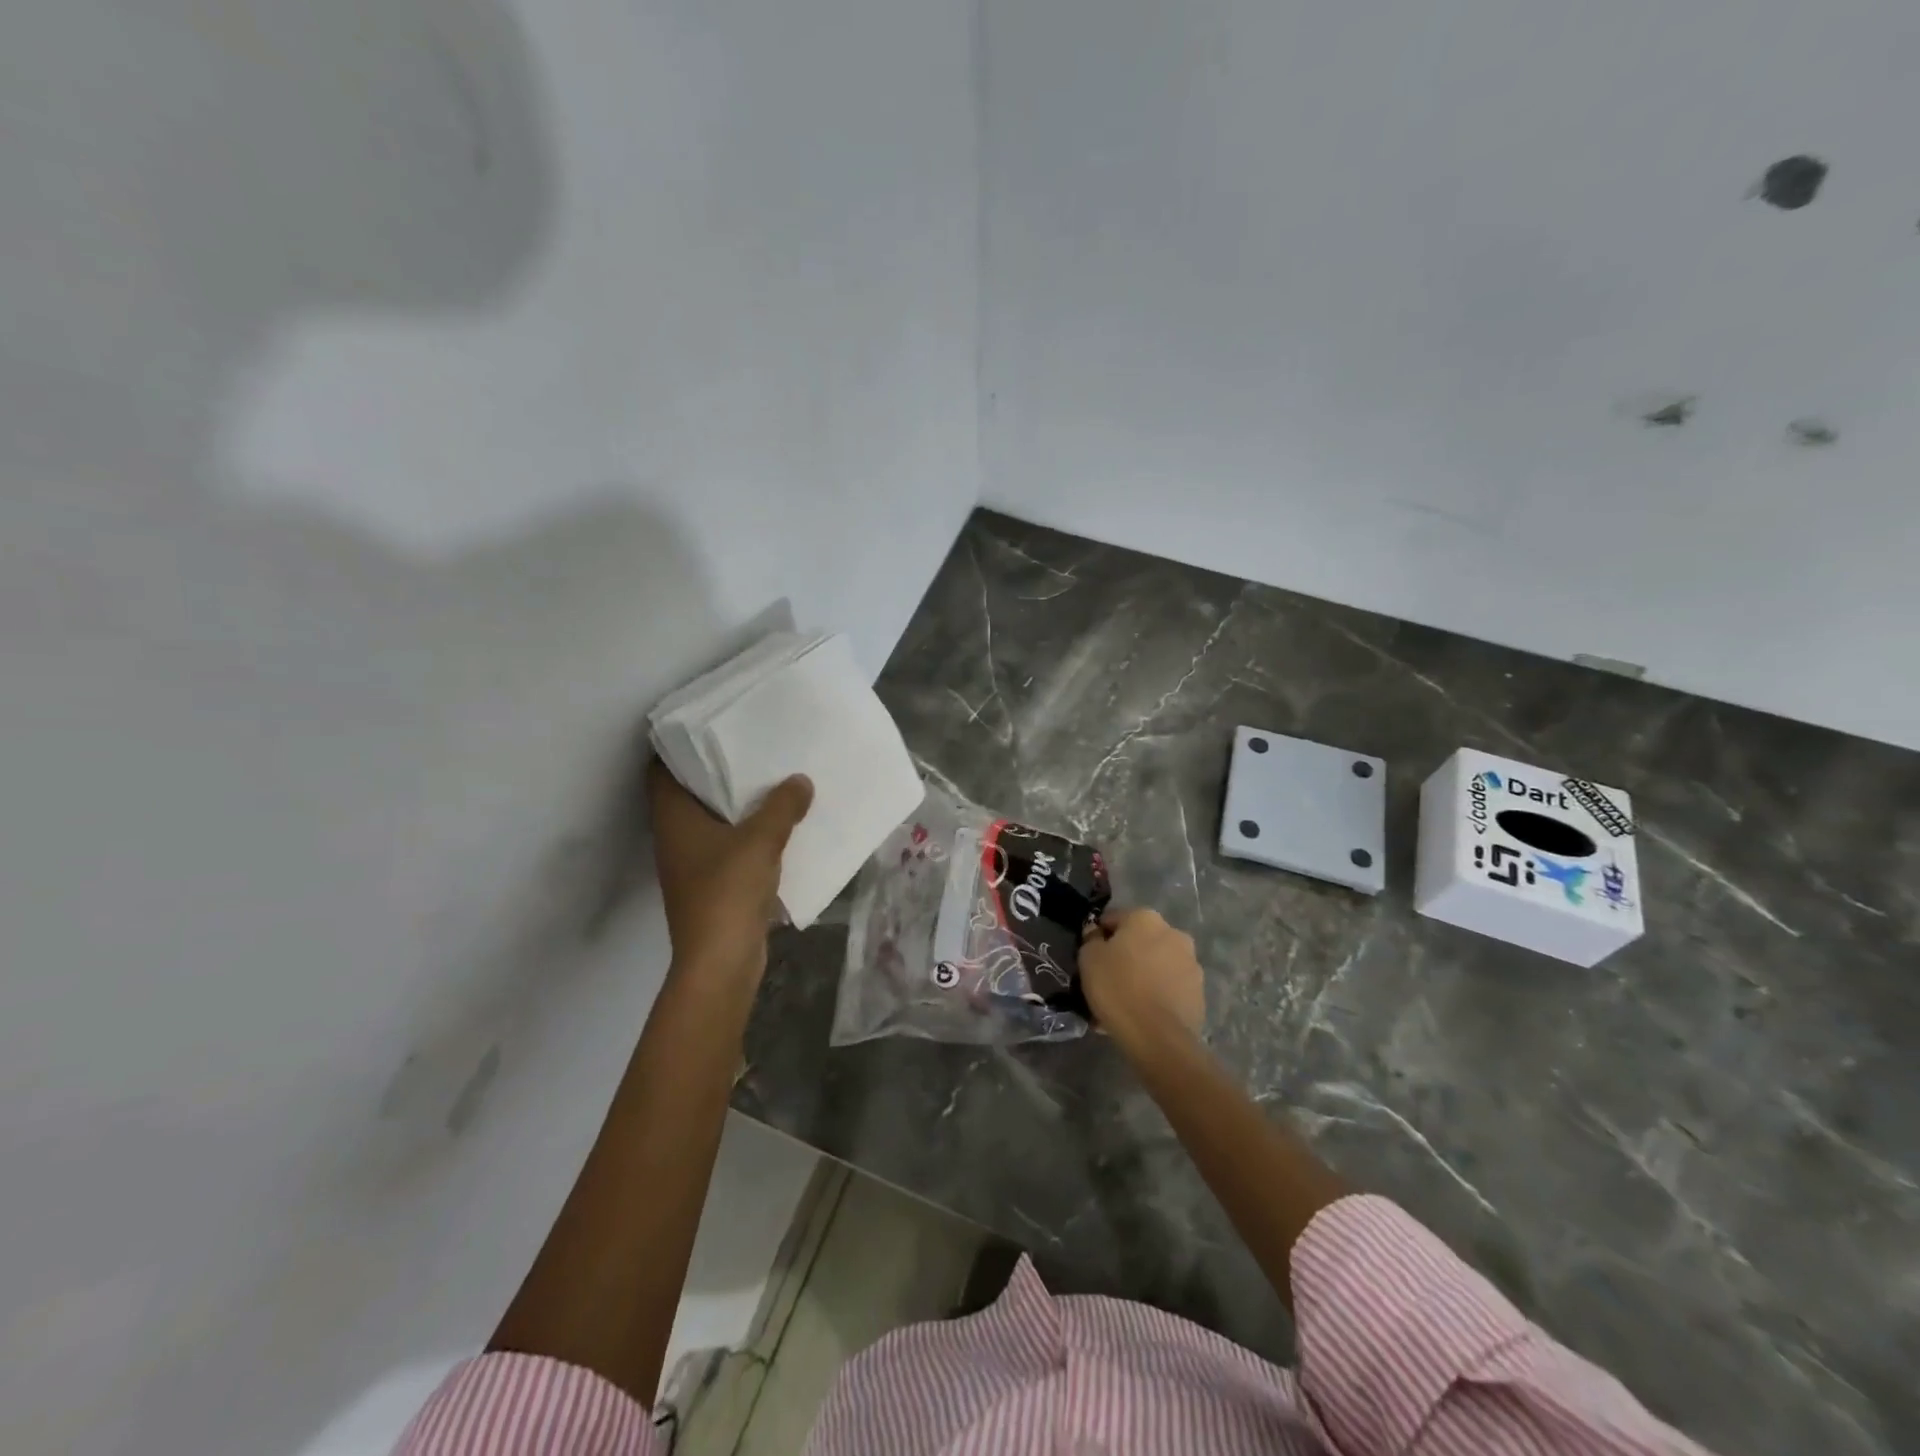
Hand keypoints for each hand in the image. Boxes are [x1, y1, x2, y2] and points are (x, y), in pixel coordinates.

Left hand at [647, 760, 812, 975]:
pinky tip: (778, 825)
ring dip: (735, 804)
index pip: (660, 770)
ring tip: (769, 779)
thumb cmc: (727, 890)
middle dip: (715, 771)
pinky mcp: (711, 885)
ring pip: (710, 820)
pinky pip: (728, 845)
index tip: (710, 725)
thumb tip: (800, 780)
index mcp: (673, 818)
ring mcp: (691, 863)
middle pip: (688, 793)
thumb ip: (782, 806)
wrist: (720, 961)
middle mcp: (674, 836)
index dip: (677, 746)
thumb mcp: (761, 839)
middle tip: (750, 746)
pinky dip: (746, 833)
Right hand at [1078, 908, 1204, 1047]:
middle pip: (1140, 942)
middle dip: (1125, 957)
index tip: (1090, 958)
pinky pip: (1169, 988)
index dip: (1099, 938)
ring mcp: (1191, 964)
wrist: (1157, 1037)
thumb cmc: (1117, 988)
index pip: (1114, 919)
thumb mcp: (1088, 958)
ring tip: (1125, 1003)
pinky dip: (1157, 995)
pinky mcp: (1199, 993)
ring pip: (1157, 965)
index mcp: (1146, 918)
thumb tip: (1097, 933)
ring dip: (1142, 976)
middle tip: (1107, 981)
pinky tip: (1141, 1015)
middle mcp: (1174, 933)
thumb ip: (1091, 939)